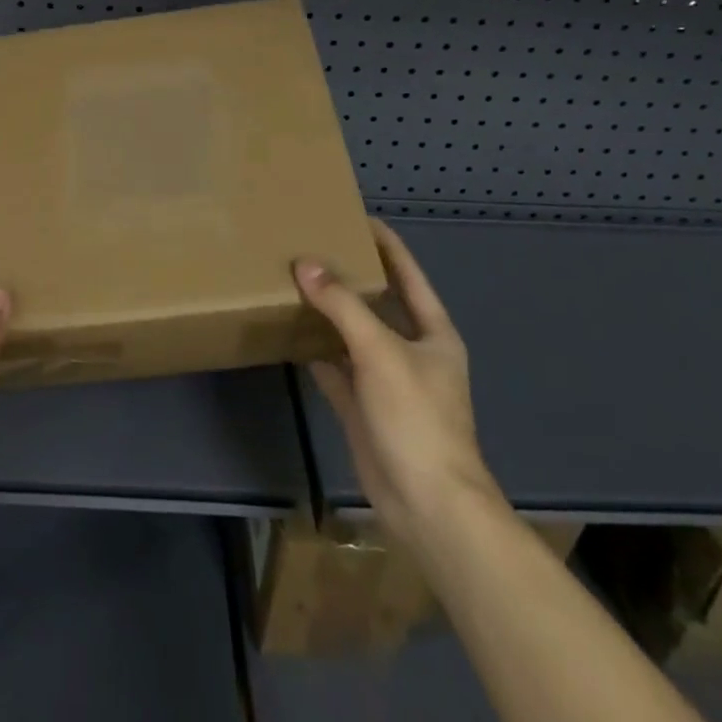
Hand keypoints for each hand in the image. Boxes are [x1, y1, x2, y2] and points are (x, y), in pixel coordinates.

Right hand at [294, 218, 499, 543]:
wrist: (427, 504)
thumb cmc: (417, 417)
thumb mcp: (380, 352)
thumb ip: (342, 306)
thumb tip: (304, 264)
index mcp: (431, 332)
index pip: (408, 274)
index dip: (386, 245)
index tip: (356, 217)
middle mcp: (410, 351)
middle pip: (378, 302)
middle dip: (349, 277)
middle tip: (313, 246)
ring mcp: (386, 381)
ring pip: (353, 335)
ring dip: (329, 314)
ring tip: (296, 282)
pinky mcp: (363, 408)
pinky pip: (336, 369)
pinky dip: (316, 352)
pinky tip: (290, 335)